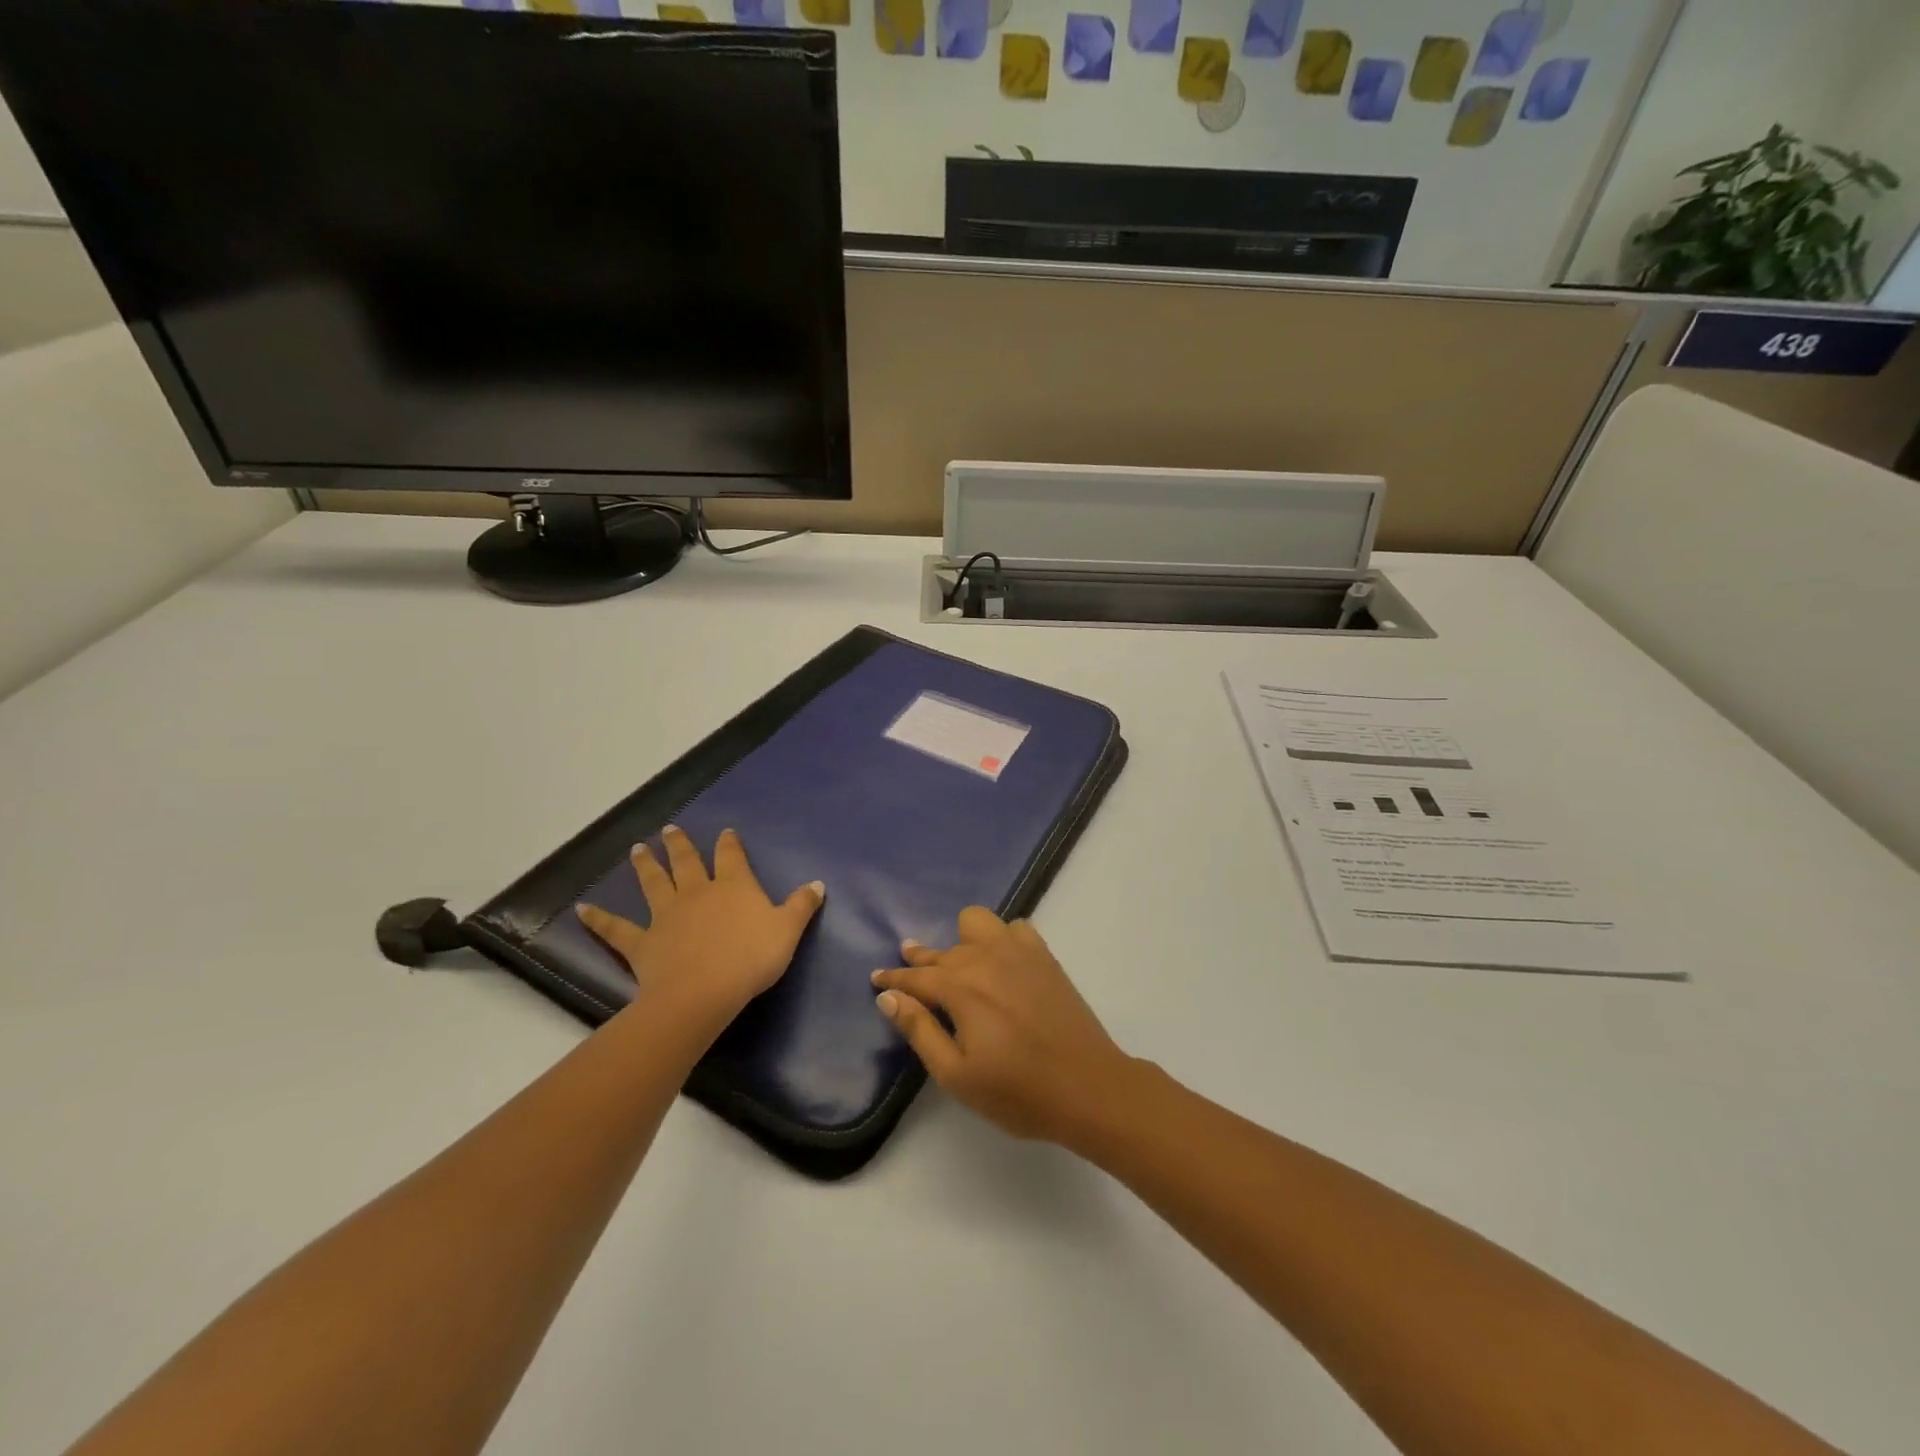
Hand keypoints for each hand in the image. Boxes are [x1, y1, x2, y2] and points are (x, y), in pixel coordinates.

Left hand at [577, 826, 822, 1018]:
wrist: (704, 992)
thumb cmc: (751, 959)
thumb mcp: (788, 931)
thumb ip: (802, 906)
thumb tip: (818, 883)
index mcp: (734, 886)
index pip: (732, 857)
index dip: (729, 844)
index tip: (725, 832)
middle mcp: (698, 892)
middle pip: (688, 863)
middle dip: (681, 845)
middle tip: (670, 829)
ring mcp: (667, 915)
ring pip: (654, 884)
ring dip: (645, 866)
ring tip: (637, 849)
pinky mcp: (642, 942)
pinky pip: (617, 929)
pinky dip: (599, 919)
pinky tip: (581, 909)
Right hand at [871, 908, 1134, 1145]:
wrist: (1088, 1086)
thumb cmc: (1017, 1092)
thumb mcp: (956, 1074)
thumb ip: (919, 1031)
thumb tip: (888, 998)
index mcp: (960, 987)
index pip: (915, 978)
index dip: (893, 979)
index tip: (876, 978)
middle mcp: (985, 958)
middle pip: (942, 951)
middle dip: (921, 962)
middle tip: (908, 971)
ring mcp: (1018, 951)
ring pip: (976, 923)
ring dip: (961, 940)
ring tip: (960, 964)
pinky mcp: (1044, 956)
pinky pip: (1015, 928)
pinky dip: (1001, 939)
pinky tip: (1002, 962)